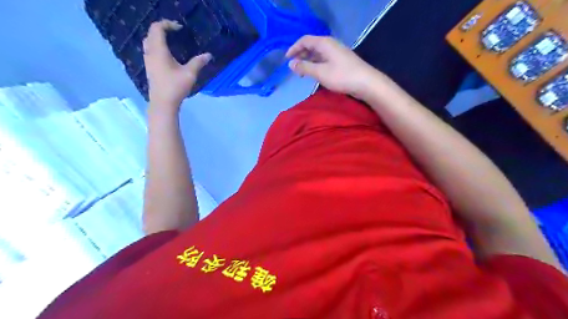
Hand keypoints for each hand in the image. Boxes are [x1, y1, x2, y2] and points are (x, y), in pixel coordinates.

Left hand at [143, 20, 210, 109]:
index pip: (157, 28)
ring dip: (158, 37)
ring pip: (148, 41)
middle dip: (162, 29)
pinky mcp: (149, 67)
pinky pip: (150, 50)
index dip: (168, 24)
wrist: (163, 103)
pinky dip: (156, 46)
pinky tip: (167, 54)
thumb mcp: (190, 74)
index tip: (180, 28)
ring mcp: (148, 60)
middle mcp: (150, 52)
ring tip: (171, 41)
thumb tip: (208, 55)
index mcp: (159, 50)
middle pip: (151, 33)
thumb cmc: (175, 87)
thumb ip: (198, 62)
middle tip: (175, 32)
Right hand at [289, 34, 380, 97]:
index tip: (286, 59)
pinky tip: (314, 74)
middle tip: (293, 67)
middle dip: (301, 55)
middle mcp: (330, 44)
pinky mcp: (341, 61)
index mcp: (324, 43)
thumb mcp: (320, 72)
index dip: (294, 48)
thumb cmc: (341, 76)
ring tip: (302, 72)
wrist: (366, 83)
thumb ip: (304, 67)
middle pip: (311, 46)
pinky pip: (324, 59)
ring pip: (318, 54)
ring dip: (308, 61)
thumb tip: (290, 63)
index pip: (305, 40)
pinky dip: (316, 65)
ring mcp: (336, 53)